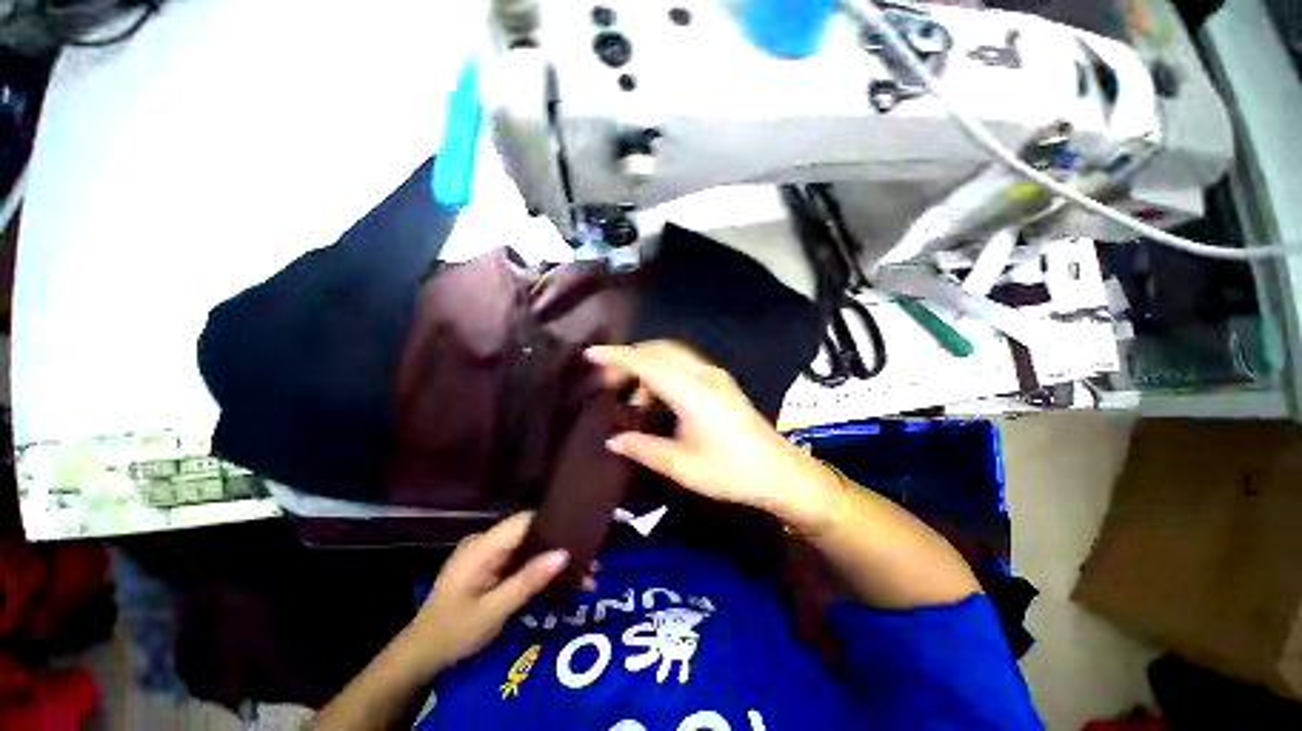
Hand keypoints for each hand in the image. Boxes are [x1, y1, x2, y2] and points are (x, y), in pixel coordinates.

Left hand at [401, 512, 568, 674]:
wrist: (419, 655)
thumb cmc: (454, 632)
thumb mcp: (493, 611)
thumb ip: (528, 580)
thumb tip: (564, 553)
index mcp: (483, 545)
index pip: (526, 519)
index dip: (555, 522)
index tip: (583, 534)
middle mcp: (485, 541)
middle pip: (529, 531)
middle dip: (558, 544)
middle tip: (588, 560)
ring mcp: (485, 552)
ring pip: (526, 545)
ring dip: (550, 557)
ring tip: (579, 571)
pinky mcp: (487, 564)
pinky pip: (518, 557)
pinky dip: (536, 566)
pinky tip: (554, 578)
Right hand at [586, 341, 838, 531]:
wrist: (779, 471)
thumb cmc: (730, 472)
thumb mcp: (682, 466)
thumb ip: (644, 449)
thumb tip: (612, 440)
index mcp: (693, 393)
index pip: (648, 364)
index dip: (617, 356)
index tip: (590, 354)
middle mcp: (704, 375)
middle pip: (659, 349)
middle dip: (629, 357)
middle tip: (606, 380)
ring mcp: (714, 375)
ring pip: (671, 354)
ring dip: (646, 364)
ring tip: (629, 394)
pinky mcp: (719, 381)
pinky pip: (682, 364)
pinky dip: (661, 371)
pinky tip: (655, 397)